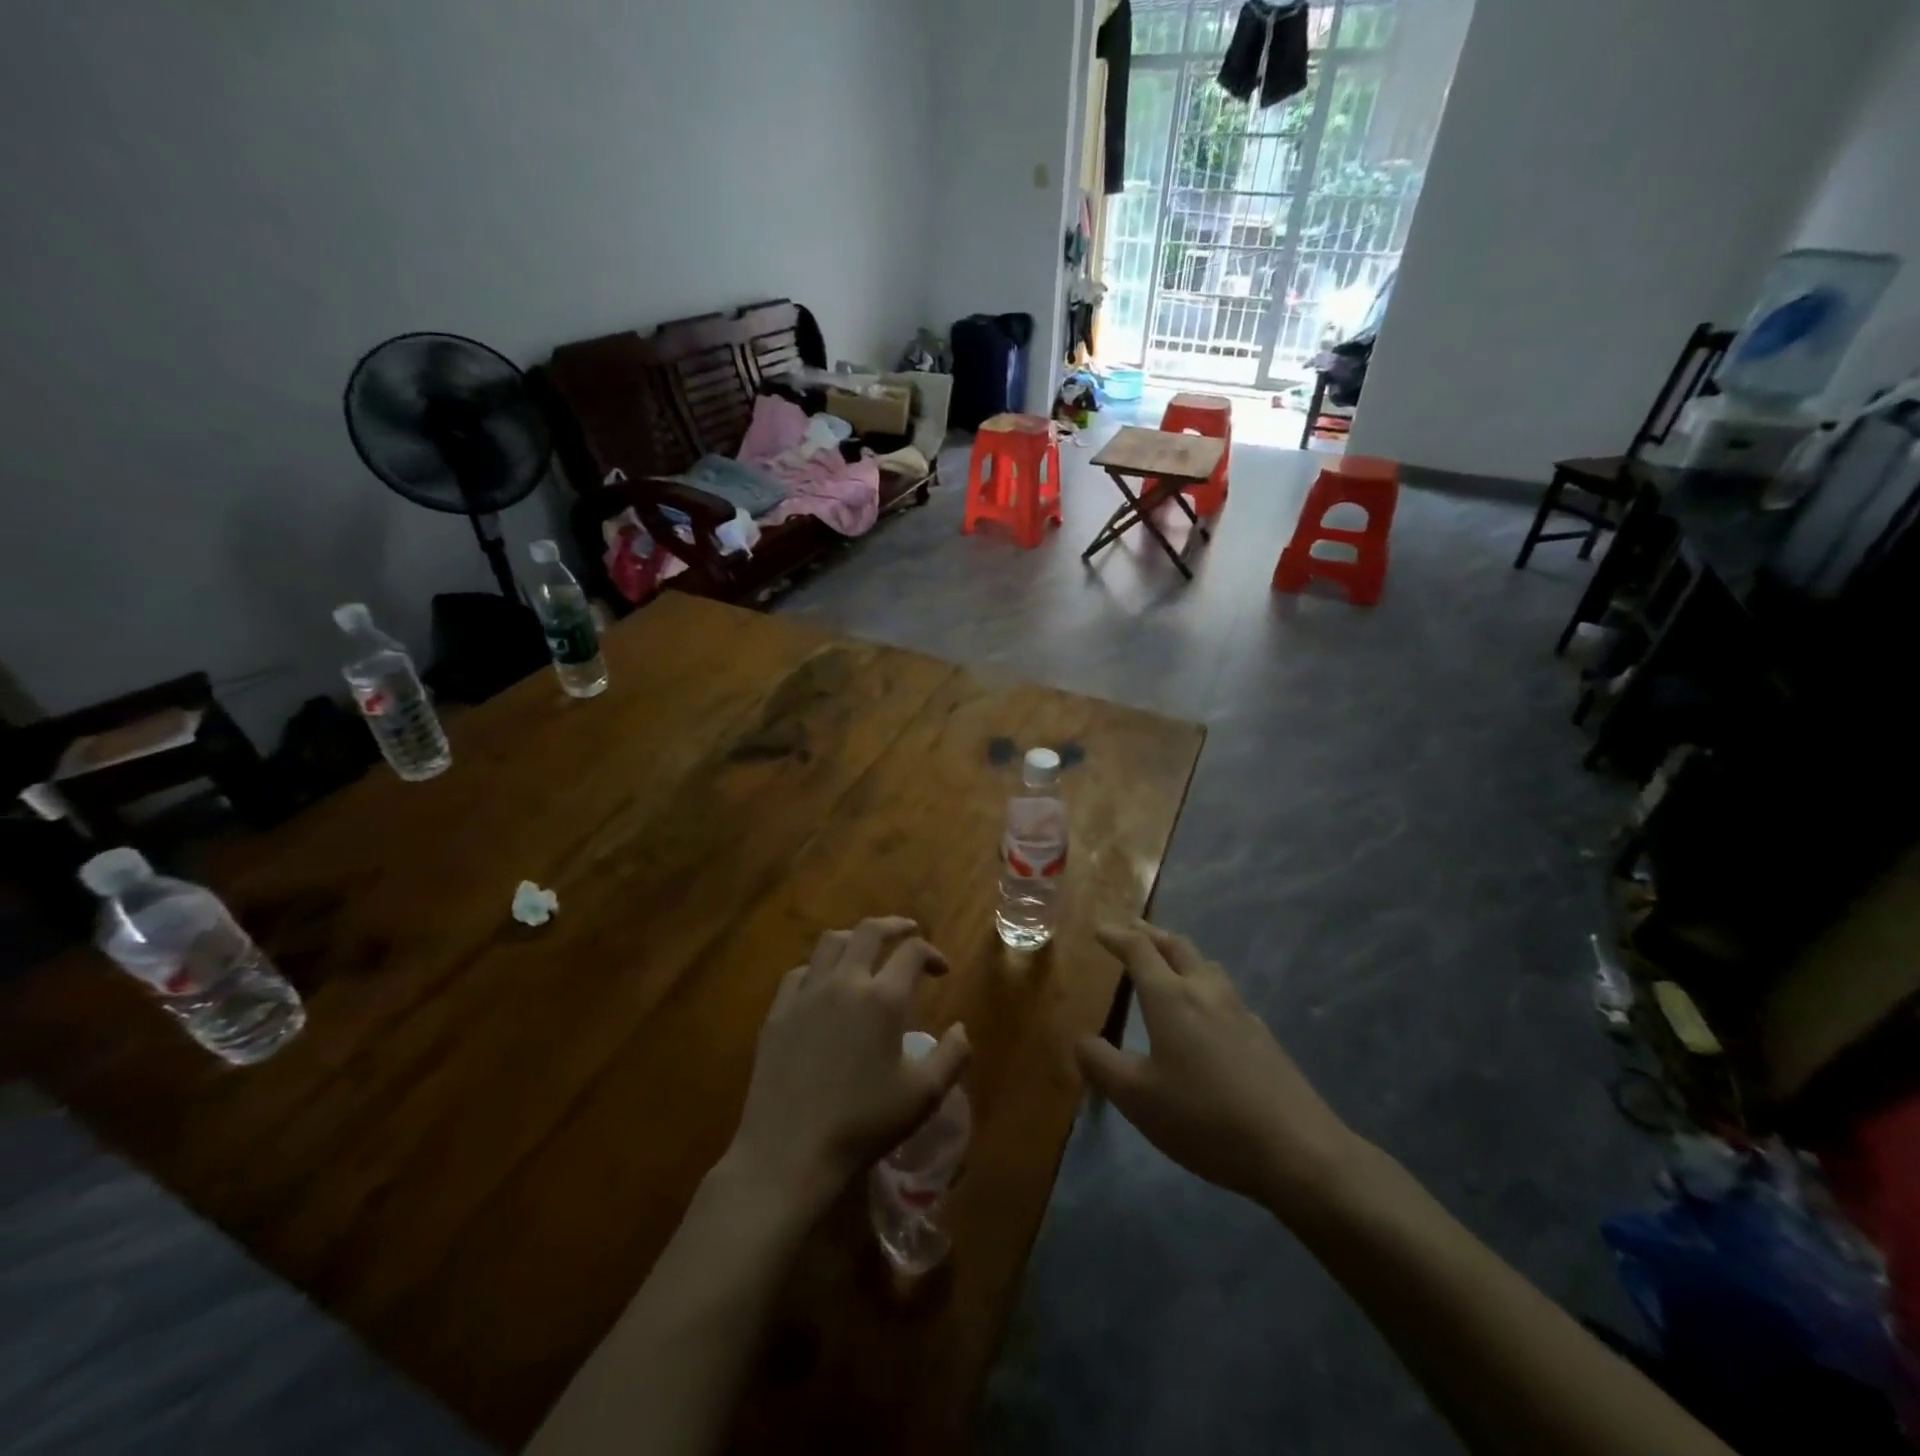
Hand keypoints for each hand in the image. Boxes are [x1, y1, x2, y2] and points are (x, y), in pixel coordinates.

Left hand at [725, 917, 970, 1216]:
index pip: (912, 952)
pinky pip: (800, 973)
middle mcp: (844, 982)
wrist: (790, 1152)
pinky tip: (824, 985)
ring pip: (830, 942)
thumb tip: (961, 1028)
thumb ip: (952, 1056)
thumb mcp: (923, 1096)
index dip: (931, 953)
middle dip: (895, 926)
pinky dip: (820, 967)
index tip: (941, 970)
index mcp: (883, 998)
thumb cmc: (864, 1124)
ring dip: (855, 938)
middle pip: (869, 931)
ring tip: (867, 949)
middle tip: (909, 932)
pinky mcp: (777, 1013)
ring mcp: (805, 994)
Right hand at [1075, 923, 1359, 1220]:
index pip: (1139, 949)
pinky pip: (1222, 991)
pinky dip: (1201, 982)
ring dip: (1178, 954)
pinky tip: (1202, 1011)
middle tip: (1129, 930)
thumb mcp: (1137, 1099)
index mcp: (1171, 997)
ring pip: (1204, 965)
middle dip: (1149, 933)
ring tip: (1164, 962)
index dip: (1116, 935)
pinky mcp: (1261, 1034)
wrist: (1296, 1149)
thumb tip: (1080, 1039)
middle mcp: (1205, 991)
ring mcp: (1239, 1010)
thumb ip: (1101, 1064)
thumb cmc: (1205, 1119)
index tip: (1098, 928)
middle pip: (1176, 945)